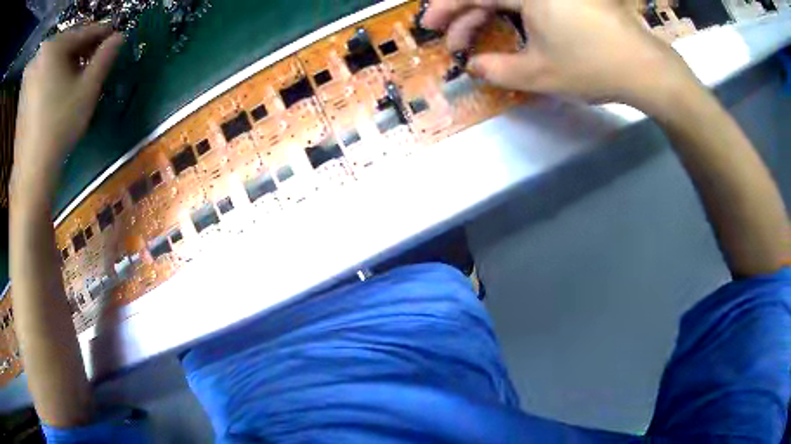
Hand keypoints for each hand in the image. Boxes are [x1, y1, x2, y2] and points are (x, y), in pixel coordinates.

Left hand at [13, 24, 122, 183]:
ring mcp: (30, 76)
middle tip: (98, 59)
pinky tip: (62, 88)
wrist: (32, 172)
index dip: (103, 33)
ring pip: (55, 59)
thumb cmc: (59, 127)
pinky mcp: (25, 93)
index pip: (84, 32)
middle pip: (67, 44)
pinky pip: (44, 73)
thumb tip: (119, 37)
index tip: (116, 36)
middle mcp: (40, 56)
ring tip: (80, 75)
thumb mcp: (88, 89)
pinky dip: (55, 75)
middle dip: (83, 50)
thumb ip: (105, 57)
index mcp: (53, 47)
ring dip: (69, 63)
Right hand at [423, 0, 699, 110]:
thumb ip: (496, 69)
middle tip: (454, 41)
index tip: (430, 27)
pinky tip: (511, 27)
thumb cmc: (592, 66)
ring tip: (477, 34)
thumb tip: (472, 67)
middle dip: (465, 14)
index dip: (447, 9)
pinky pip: (531, 2)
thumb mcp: (539, 74)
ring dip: (488, 13)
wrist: (644, 68)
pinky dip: (513, 12)